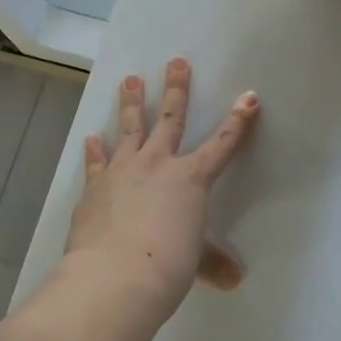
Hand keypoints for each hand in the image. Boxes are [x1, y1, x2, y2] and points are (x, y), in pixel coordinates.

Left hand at [62, 59, 259, 324]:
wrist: (114, 278)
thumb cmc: (167, 267)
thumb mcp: (194, 262)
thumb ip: (211, 262)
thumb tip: (234, 279)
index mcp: (190, 179)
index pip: (222, 145)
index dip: (238, 121)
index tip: (249, 96)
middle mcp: (158, 164)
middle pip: (170, 118)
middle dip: (176, 88)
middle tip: (176, 61)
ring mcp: (124, 170)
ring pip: (129, 127)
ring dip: (131, 102)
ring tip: (130, 79)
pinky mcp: (96, 186)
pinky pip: (97, 162)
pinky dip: (94, 150)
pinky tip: (91, 138)